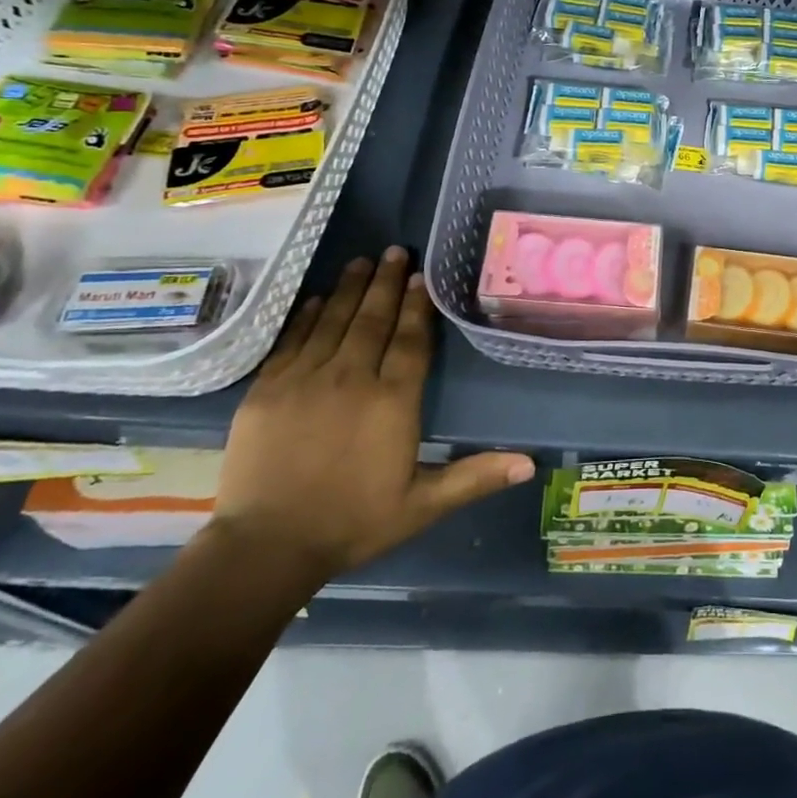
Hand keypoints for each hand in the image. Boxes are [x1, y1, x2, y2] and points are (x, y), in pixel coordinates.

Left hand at [208, 249, 533, 587]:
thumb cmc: (352, 523)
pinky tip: (316, 298)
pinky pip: (292, 340)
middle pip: (373, 319)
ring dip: (350, 288)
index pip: (410, 339)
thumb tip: (530, 465)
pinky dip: (306, 315)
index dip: (418, 305)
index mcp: (392, 401)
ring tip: (363, 261)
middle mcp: (351, 378)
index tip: (421, 276)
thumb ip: (475, 477)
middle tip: (395, 250)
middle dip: (387, 282)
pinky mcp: (267, 389)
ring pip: (333, 320)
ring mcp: (305, 379)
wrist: (265, 547)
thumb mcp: (422, 504)